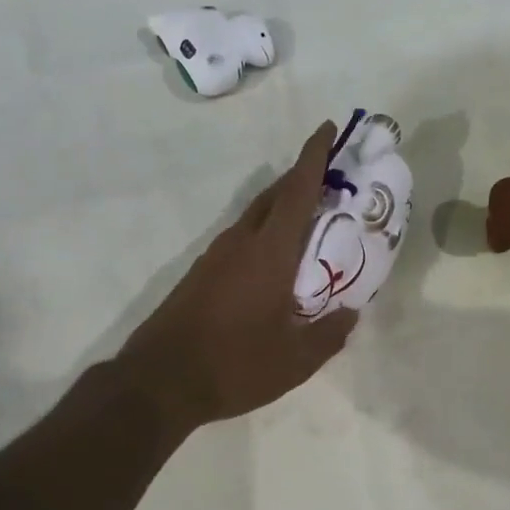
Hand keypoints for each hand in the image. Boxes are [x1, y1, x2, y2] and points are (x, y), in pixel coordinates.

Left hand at [115, 122, 358, 438]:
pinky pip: (242, 237)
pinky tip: (275, 258)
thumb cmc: (234, 365)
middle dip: (302, 177)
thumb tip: (351, 313)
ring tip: (310, 217)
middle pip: (275, 195)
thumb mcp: (295, 361)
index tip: (328, 127)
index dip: (314, 156)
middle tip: (331, 176)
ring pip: (256, 215)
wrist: (158, 382)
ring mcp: (216, 255)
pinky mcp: (201, 273)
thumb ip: (330, 335)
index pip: (297, 191)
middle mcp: (241, 242)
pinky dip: (266, 231)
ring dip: (283, 205)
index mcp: (269, 252)